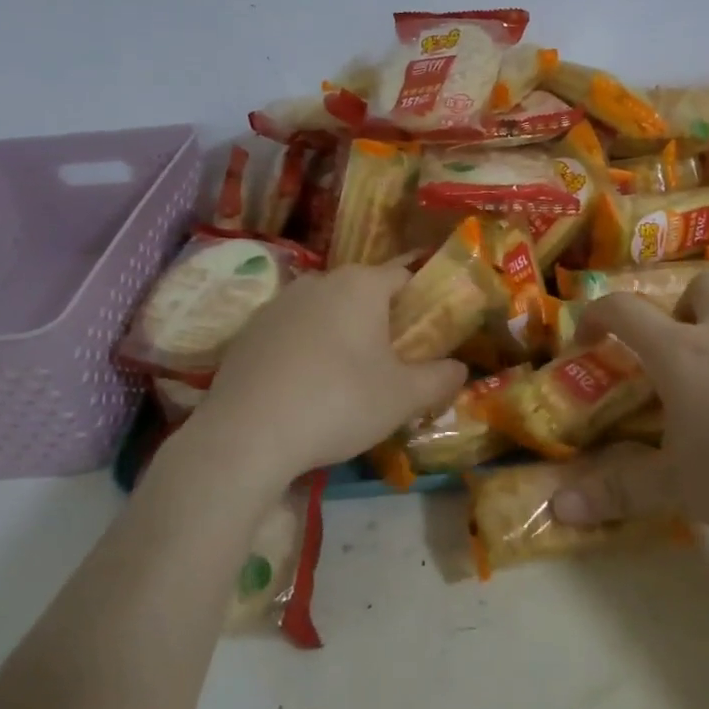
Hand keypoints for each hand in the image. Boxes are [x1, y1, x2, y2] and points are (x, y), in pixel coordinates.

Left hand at [192, 263, 467, 486]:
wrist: (247, 433)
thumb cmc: (339, 402)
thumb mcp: (403, 397)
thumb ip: (439, 378)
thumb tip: (460, 368)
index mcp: (361, 284)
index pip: (403, 275)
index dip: (420, 301)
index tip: (427, 333)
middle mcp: (318, 281)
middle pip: (361, 293)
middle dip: (378, 321)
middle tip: (390, 363)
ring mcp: (277, 303)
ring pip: (323, 312)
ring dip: (338, 335)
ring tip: (344, 381)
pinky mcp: (248, 331)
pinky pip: (290, 333)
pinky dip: (303, 351)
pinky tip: (302, 389)